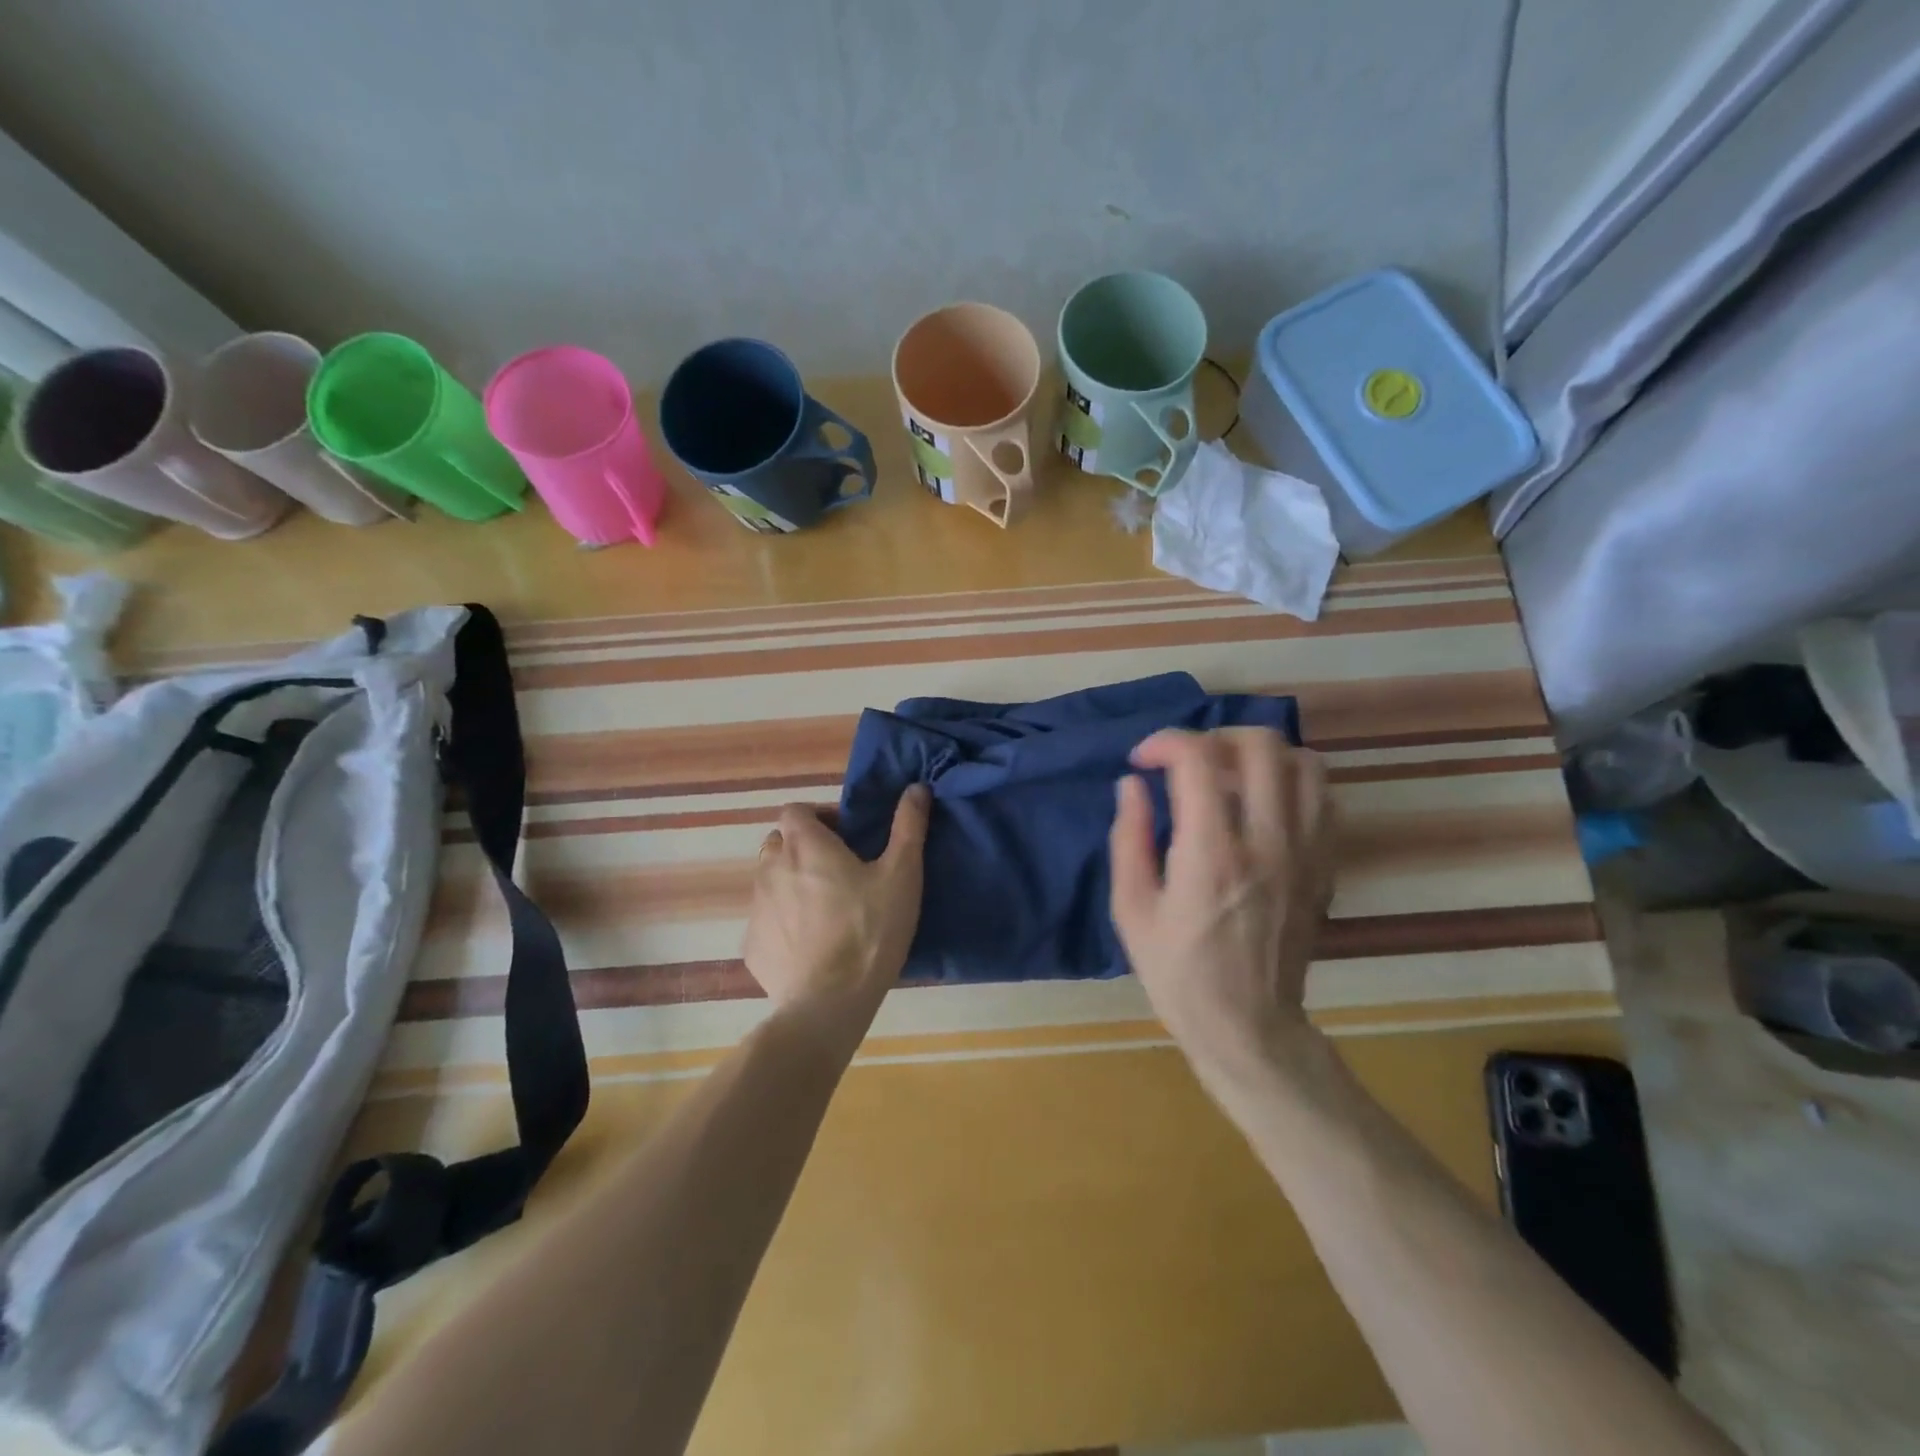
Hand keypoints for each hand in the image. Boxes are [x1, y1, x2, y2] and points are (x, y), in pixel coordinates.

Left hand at [743, 787, 930, 1032]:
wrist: (829, 1003)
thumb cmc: (870, 930)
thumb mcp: (902, 875)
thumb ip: (908, 826)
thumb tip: (916, 787)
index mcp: (805, 845)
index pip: (795, 810)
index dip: (818, 817)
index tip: (845, 838)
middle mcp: (771, 868)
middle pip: (780, 844)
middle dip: (803, 849)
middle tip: (838, 873)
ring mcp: (756, 908)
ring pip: (770, 881)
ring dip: (791, 884)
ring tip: (825, 911)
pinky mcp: (752, 945)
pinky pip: (766, 921)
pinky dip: (783, 923)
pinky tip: (810, 946)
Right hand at [1109, 729, 1332, 1096]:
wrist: (1248, 1027)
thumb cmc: (1178, 972)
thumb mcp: (1131, 909)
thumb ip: (1129, 838)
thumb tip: (1132, 785)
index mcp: (1211, 853)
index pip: (1198, 759)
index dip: (1165, 742)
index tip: (1143, 760)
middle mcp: (1267, 841)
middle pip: (1260, 745)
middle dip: (1215, 736)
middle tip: (1189, 761)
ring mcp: (1306, 852)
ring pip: (1304, 763)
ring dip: (1261, 755)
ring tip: (1230, 776)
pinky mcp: (1325, 867)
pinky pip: (1324, 799)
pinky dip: (1293, 783)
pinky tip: (1263, 804)